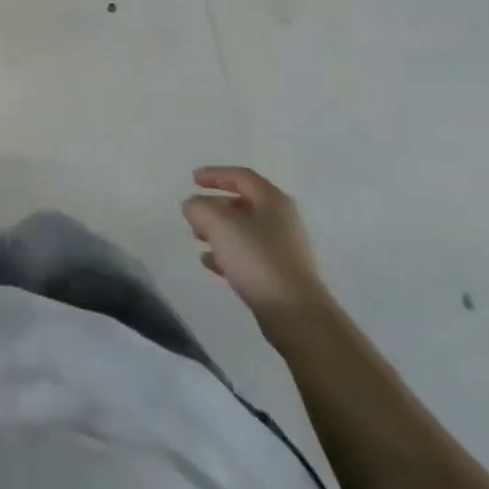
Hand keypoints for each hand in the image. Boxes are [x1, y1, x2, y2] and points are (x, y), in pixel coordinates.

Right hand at [183, 166, 328, 325]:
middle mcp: (282, 219)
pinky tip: (210, 262)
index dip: (215, 174)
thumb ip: (199, 207)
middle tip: (194, 213)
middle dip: (215, 206)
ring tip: (197, 238)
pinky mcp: (282, 274)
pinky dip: (228, 253)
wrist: (295, 314)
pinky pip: (250, 254)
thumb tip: (193, 206)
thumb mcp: (218, 224)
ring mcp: (284, 248)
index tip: (193, 179)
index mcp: (272, 200)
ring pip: (245, 230)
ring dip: (219, 230)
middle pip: (243, 203)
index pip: (241, 176)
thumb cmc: (256, 258)